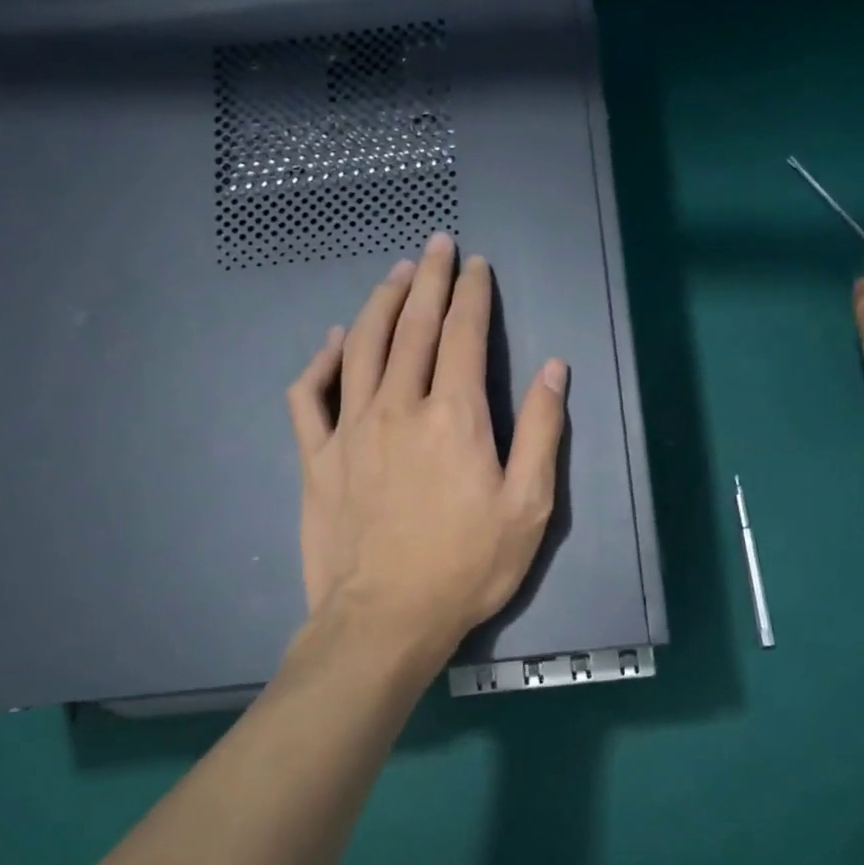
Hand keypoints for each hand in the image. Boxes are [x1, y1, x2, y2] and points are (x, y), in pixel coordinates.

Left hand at [287, 233, 567, 661]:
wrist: (386, 619)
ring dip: (381, 303)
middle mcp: (399, 406)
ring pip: (363, 346)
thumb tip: (553, 369)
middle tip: (436, 245)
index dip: (473, 294)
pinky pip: (311, 395)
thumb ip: (540, 431)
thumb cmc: (467, 566)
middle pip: (413, 326)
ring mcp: (351, 429)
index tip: (477, 265)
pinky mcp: (317, 457)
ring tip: (395, 273)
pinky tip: (335, 342)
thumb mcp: (528, 506)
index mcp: (454, 416)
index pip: (464, 335)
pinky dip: (321, 361)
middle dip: (428, 279)